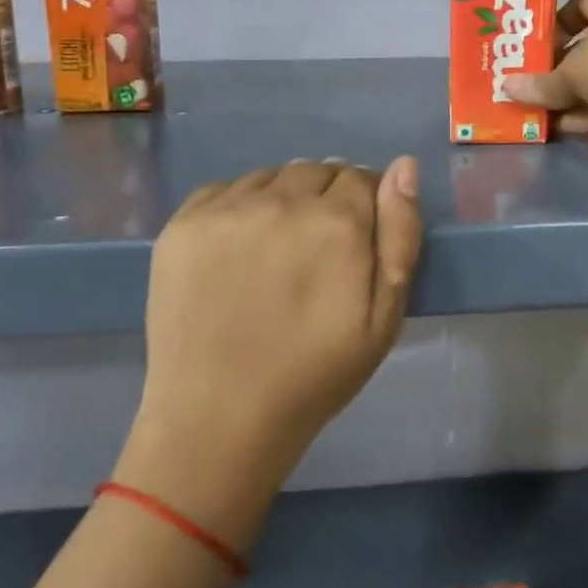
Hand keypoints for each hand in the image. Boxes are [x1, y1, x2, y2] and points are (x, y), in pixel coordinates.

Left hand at [117, 158, 422, 546]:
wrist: (218, 422)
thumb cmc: (315, 374)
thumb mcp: (384, 318)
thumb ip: (401, 235)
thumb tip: (405, 165)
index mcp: (337, 222)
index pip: (363, 178)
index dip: (365, 206)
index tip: (356, 242)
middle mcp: (282, 201)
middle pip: (318, 170)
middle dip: (327, 198)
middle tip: (317, 250)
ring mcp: (226, 209)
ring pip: (273, 175)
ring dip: (284, 198)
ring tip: (277, 250)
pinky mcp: (182, 224)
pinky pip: (226, 188)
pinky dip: (241, 206)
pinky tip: (239, 248)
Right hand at [505, 0, 587, 153]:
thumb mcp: (573, 73)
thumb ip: (541, 82)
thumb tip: (506, 87)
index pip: (578, 2)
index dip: (553, 23)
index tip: (531, 46)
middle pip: (587, 41)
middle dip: (557, 64)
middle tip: (527, 80)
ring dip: (570, 92)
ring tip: (535, 107)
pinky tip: (559, 125)